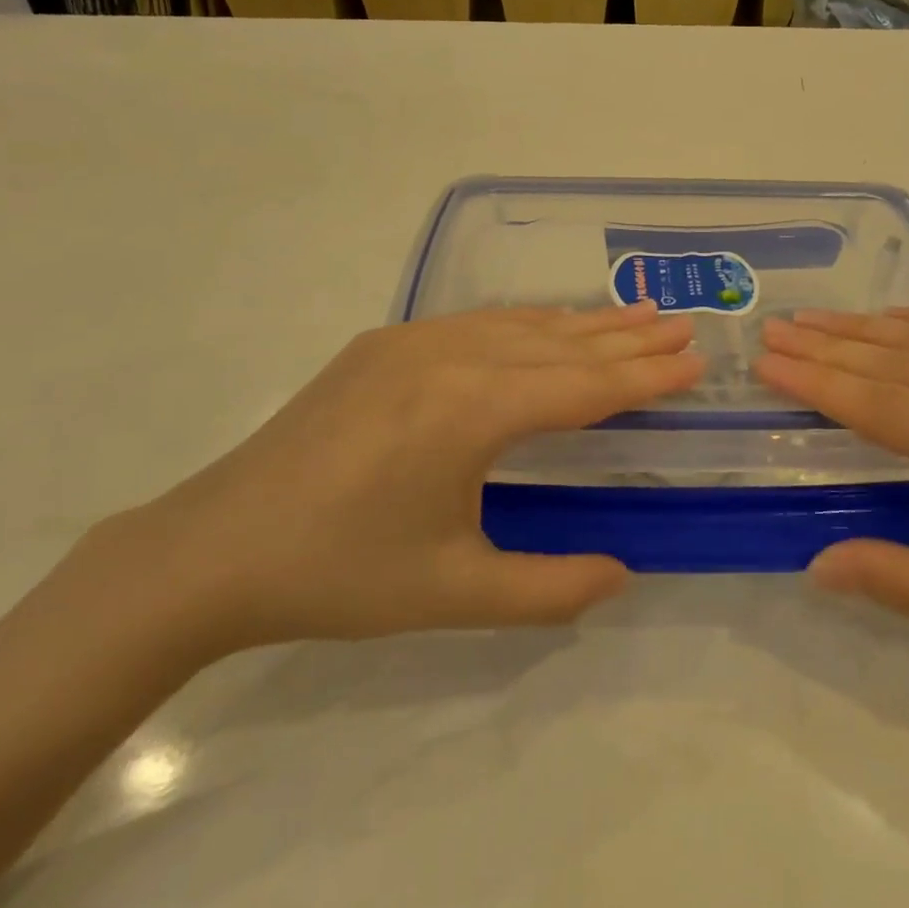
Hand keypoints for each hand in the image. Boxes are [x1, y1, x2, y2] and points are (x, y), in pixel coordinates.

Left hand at [97, 304, 702, 656]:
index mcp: (472, 410)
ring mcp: (411, 341)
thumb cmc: (340, 574)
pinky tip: (546, 327)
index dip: (644, 375)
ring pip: (519, 324)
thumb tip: (623, 574)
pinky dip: (527, 324)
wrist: (215, 548)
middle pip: (559, 341)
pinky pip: (476, 324)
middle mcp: (449, 356)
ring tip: (633, 314)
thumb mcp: (455, 593)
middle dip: (626, 336)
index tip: (693, 361)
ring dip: (580, 323)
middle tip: (680, 324)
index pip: (583, 385)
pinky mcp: (383, 344)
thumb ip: (550, 589)